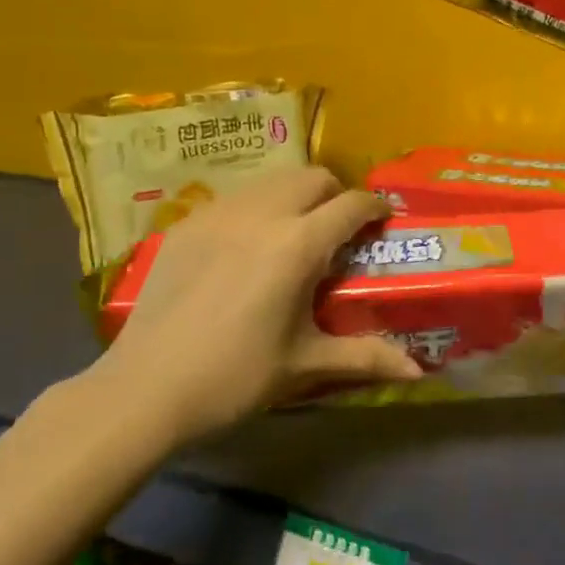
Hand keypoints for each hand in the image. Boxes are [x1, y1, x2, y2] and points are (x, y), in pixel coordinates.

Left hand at [90, 169, 421, 442]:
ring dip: (295, 195)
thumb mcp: (305, 364)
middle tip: (339, 228)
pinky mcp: (188, 223)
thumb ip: (366, 357)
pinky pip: (235, 197)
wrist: (146, 388)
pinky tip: (247, 245)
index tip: (383, 220)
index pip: (351, 205)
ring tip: (295, 231)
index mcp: (298, 244)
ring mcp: (219, 213)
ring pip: (272, 180)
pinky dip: (256, 207)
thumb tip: (418, 369)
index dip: (375, 207)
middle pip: (312, 177)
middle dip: (336, 193)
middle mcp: (262, 214)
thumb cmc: (235, 377)